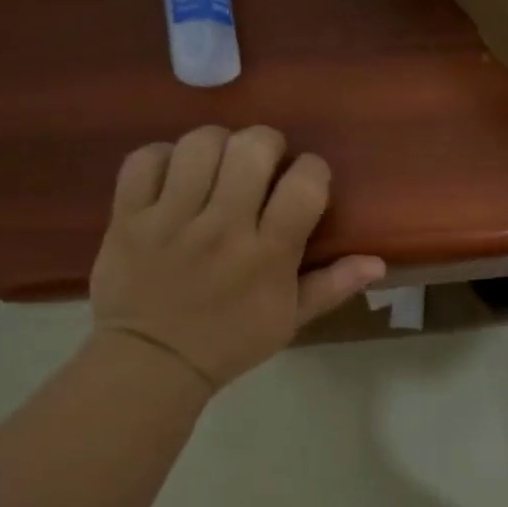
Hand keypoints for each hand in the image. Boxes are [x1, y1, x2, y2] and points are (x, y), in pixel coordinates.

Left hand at [89, 126, 385, 387]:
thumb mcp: (290, 321)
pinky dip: (162, 156)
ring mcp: (171, 219)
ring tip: (218, 163)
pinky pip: (144, 160)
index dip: (312, 169)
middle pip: (251, 148)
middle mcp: (223, 227)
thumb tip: (378, 262)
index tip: (305, 179)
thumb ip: (333, 286)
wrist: (151, 363)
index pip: (304, 183)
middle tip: (263, 162)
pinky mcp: (129, 217)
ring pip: (199, 144)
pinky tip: (174, 172)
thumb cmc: (229, 342)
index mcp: (268, 254)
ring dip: (217, 144)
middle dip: (266, 143)